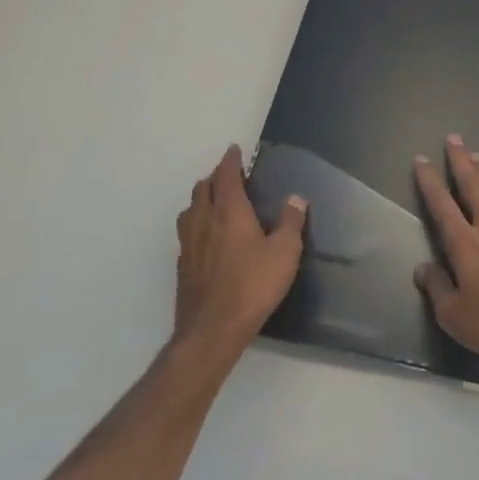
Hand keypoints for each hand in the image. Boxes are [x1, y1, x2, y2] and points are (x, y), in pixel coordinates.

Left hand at [175, 145, 306, 352]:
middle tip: (230, 177)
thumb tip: (296, 199)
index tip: (234, 150)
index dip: (230, 161)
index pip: (226, 176)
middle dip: (215, 178)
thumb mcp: (285, 252)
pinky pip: (187, 232)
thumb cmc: (254, 285)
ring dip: (202, 199)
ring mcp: (189, 244)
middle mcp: (204, 221)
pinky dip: (197, 223)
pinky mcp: (183, 265)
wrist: (213, 328)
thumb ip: (290, 222)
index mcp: (229, 211)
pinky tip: (208, 237)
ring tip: (216, 202)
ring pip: (190, 209)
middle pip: (202, 188)